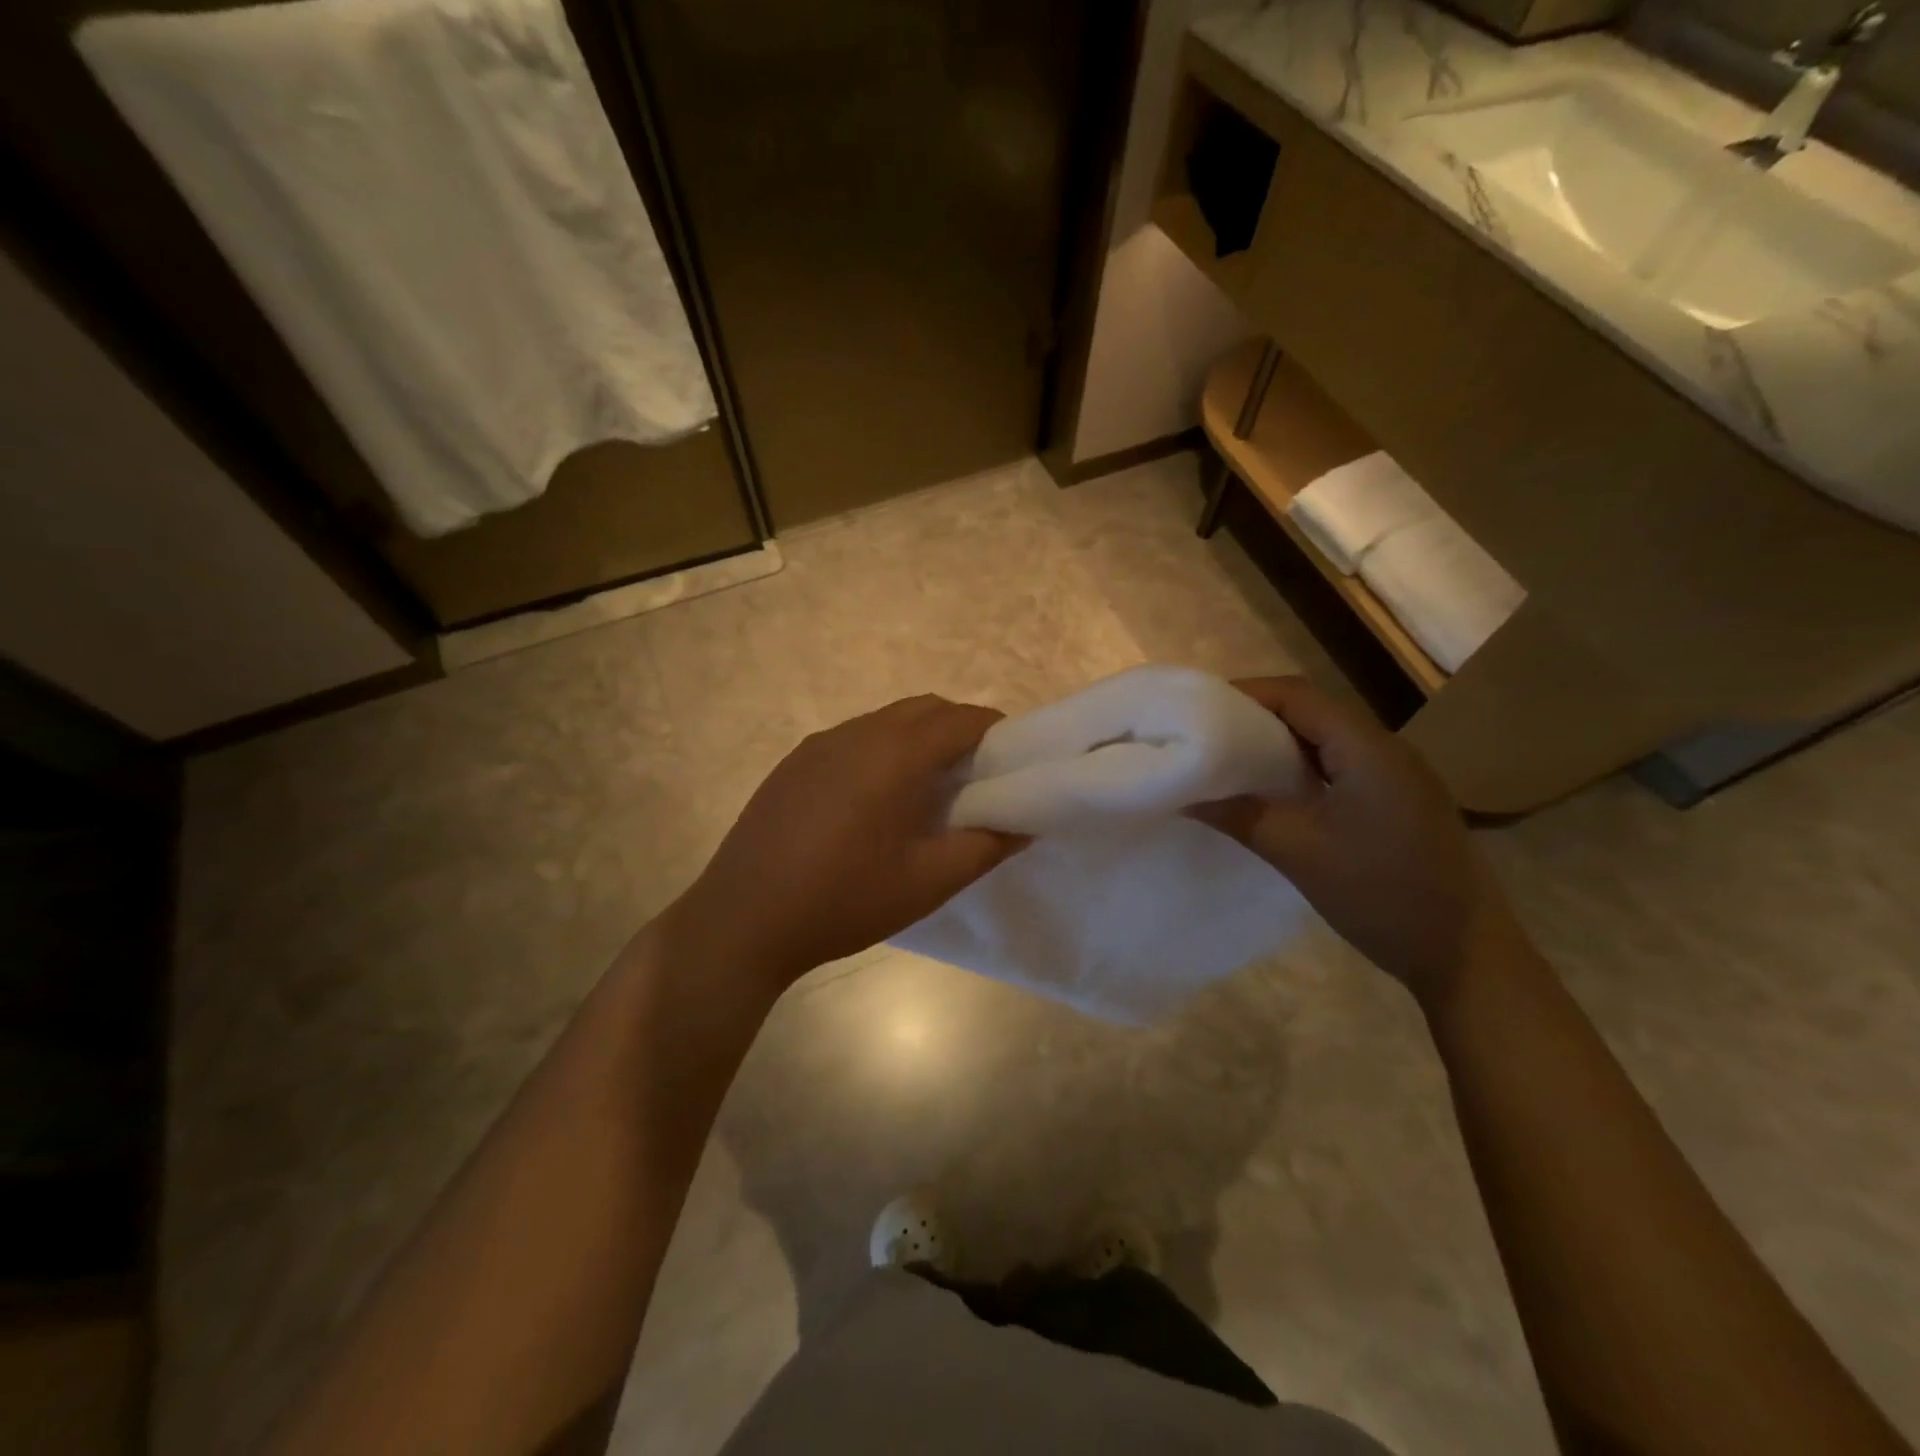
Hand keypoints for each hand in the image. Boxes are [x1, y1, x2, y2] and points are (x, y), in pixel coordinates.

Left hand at [673, 695, 1026, 989]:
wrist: (743, 919)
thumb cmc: (844, 900)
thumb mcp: (927, 882)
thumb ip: (985, 847)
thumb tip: (1023, 824)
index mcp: (893, 754)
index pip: (960, 720)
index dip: (995, 731)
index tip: (1013, 758)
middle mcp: (856, 733)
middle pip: (923, 709)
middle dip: (959, 728)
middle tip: (976, 774)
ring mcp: (819, 745)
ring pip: (885, 721)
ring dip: (918, 738)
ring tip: (927, 788)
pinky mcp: (793, 763)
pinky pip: (852, 738)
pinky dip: (881, 750)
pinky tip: (874, 800)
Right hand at [1193, 677, 1517, 1008]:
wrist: (1467, 954)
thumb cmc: (1381, 895)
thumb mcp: (1299, 854)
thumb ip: (1239, 816)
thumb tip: (1186, 795)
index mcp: (1367, 749)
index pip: (1297, 696)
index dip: (1245, 694)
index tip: (1197, 710)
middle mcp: (1386, 749)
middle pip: (1312, 712)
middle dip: (1256, 716)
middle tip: (1204, 735)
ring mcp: (1399, 776)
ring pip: (1327, 740)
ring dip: (1279, 744)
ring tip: (1229, 760)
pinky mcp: (1400, 801)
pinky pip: (1342, 766)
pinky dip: (1302, 768)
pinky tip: (1276, 792)